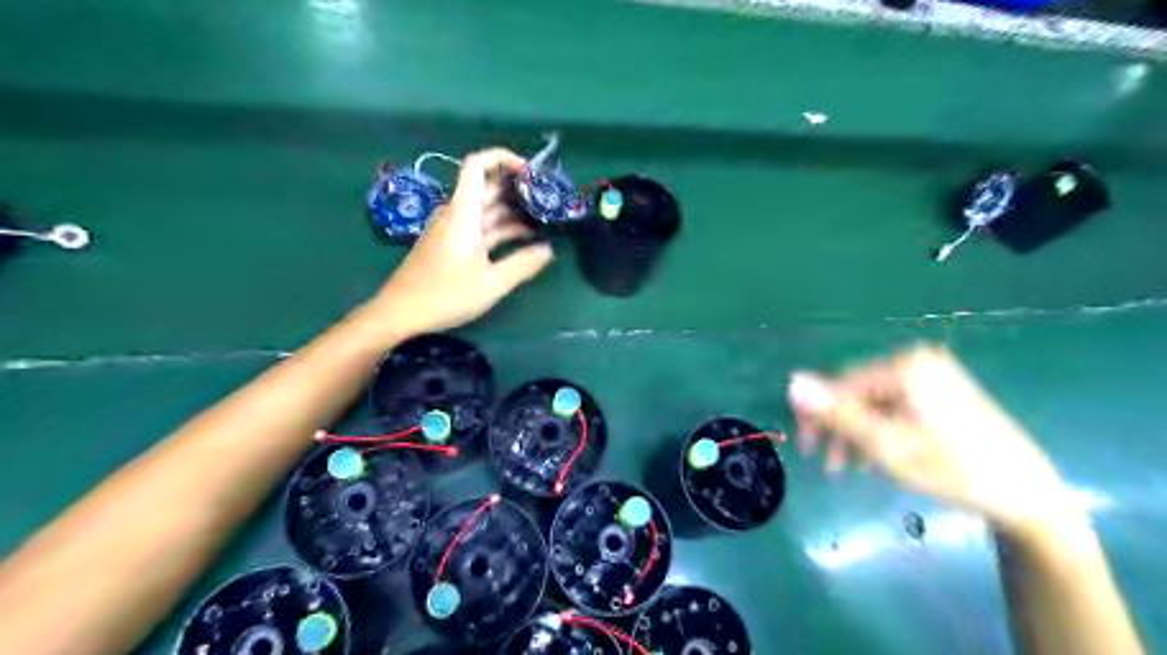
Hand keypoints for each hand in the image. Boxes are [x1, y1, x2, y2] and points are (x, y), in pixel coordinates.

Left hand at [371, 145, 557, 335]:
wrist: (400, 313)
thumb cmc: (445, 295)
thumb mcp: (491, 283)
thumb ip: (523, 264)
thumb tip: (549, 250)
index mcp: (463, 213)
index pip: (478, 165)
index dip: (503, 158)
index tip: (531, 172)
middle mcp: (458, 214)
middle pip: (487, 186)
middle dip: (517, 187)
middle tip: (547, 197)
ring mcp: (454, 230)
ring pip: (487, 209)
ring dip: (513, 211)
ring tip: (543, 219)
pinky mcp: (453, 245)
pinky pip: (482, 228)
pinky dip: (502, 229)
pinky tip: (525, 240)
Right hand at [788, 346, 1079, 534]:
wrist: (1028, 494)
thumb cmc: (953, 468)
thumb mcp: (886, 444)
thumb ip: (837, 413)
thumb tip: (791, 381)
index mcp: (903, 367)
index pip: (840, 385)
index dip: (818, 416)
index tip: (806, 449)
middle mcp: (916, 362)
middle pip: (857, 394)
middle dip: (840, 430)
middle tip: (830, 465)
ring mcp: (932, 377)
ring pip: (874, 404)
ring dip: (857, 435)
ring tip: (852, 469)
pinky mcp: (941, 393)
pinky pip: (894, 408)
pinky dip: (880, 432)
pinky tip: (878, 458)